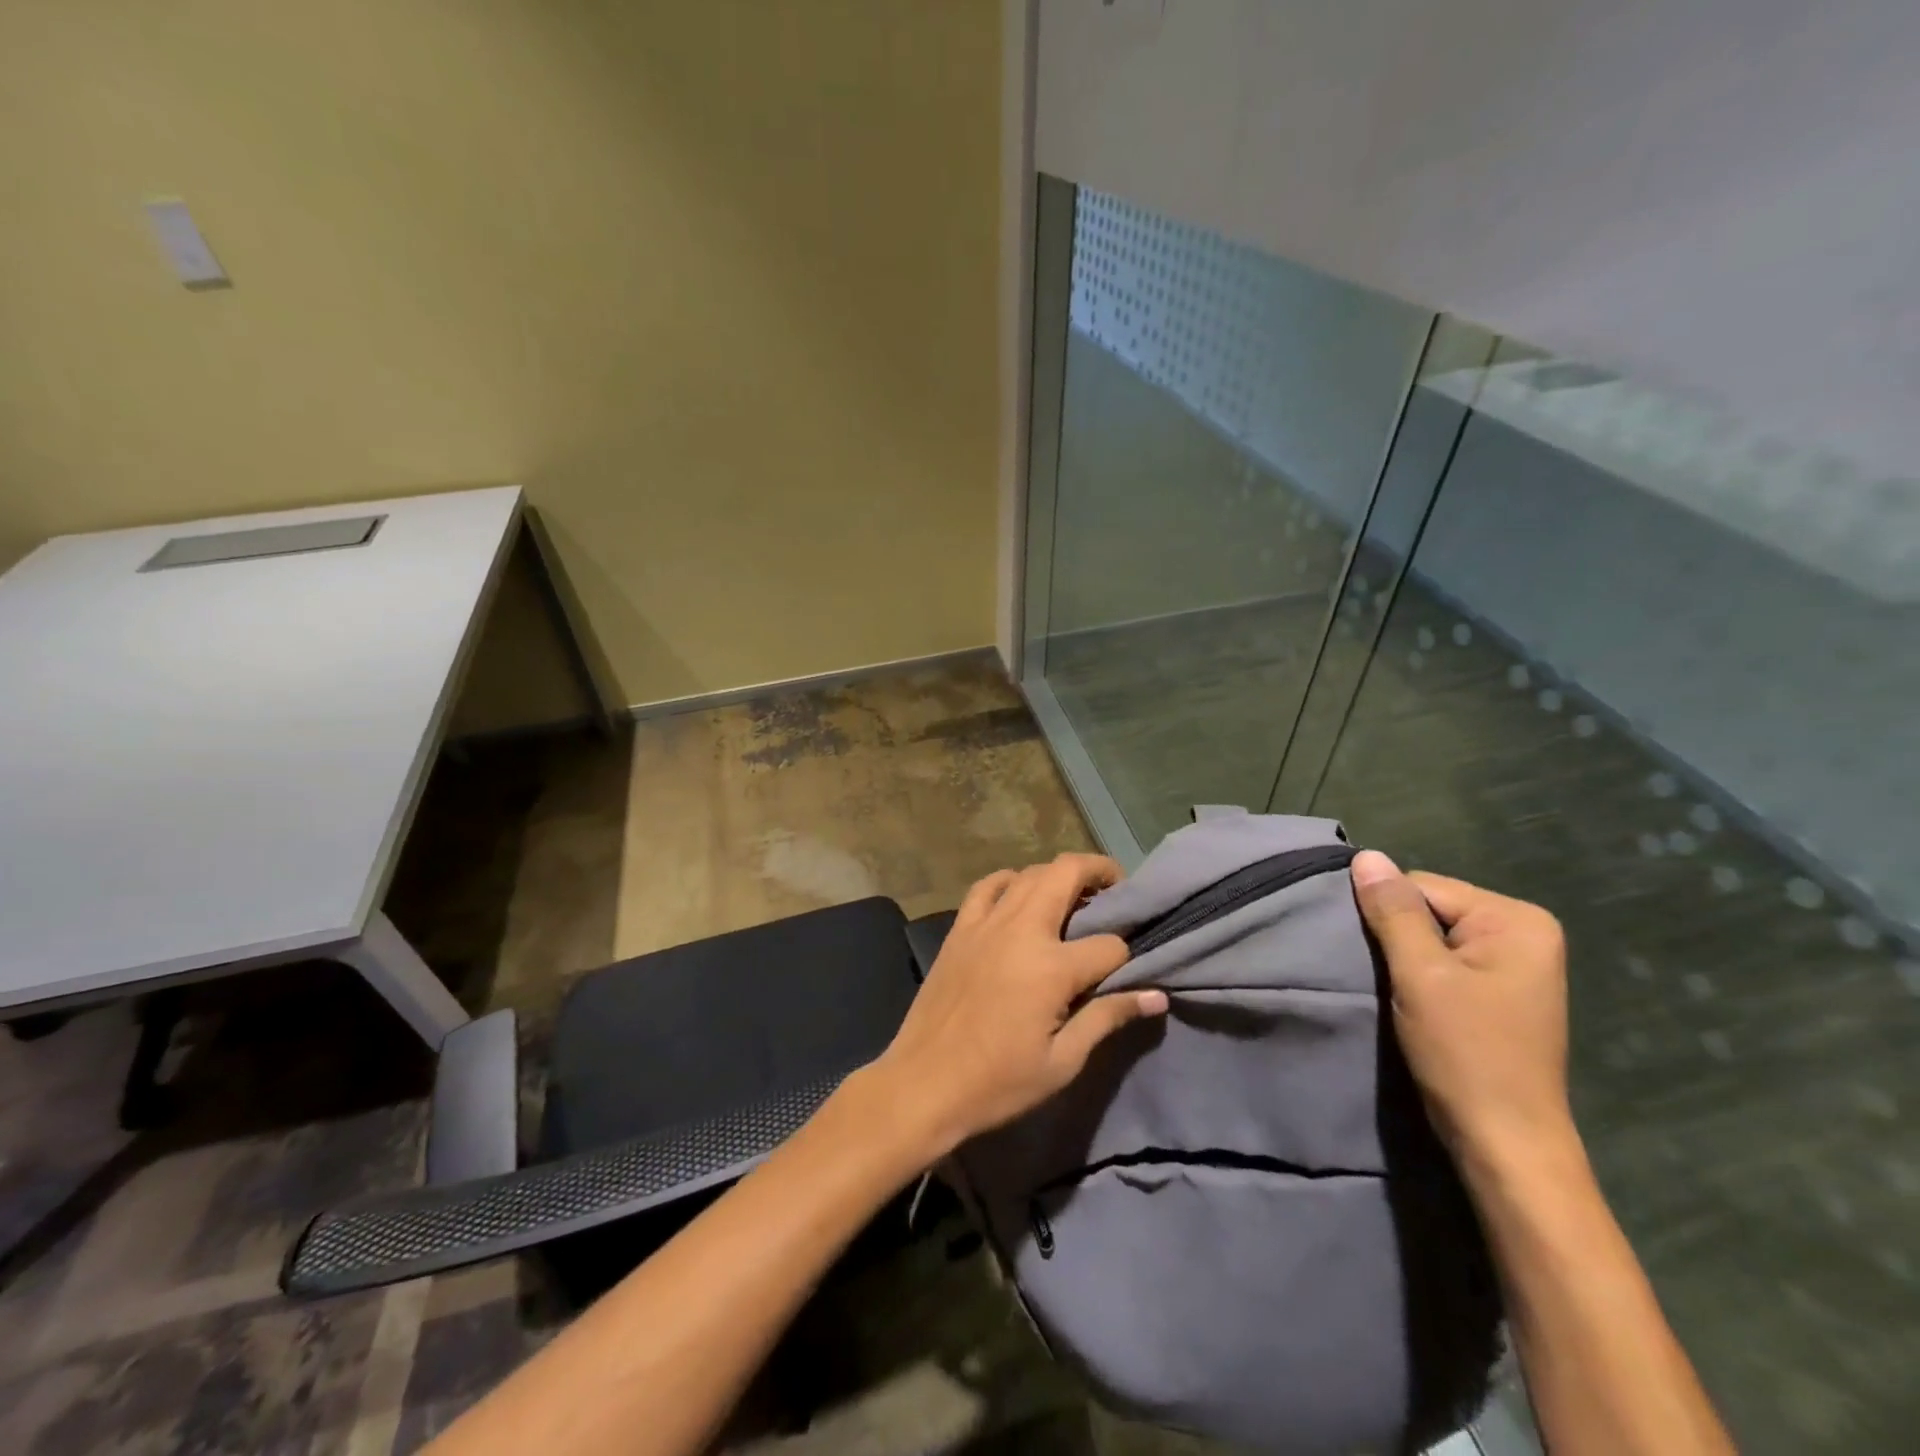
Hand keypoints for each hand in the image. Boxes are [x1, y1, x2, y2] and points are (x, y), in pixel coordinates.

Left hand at [868, 854, 1168, 1158]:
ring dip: (1058, 874)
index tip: (1127, 972)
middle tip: (1116, 890)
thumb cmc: (998, 1082)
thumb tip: (1157, 996)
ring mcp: (986, 923)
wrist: (923, 1084)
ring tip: (1075, 894)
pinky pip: (988, 885)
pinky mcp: (960, 928)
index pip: (1109, 946)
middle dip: (1100, 872)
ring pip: (1030, 873)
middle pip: (1068, 874)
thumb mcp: (1062, 1062)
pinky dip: (1010, 880)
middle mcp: (1021, 930)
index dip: (1126, 957)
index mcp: (1051, 967)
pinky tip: (1019, 894)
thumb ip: (1108, 1017)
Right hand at [1350, 850, 1574, 1171]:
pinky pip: (1446, 961)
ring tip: (1400, 993)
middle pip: (1430, 909)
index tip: (1382, 961)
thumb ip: (1392, 912)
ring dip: (1407, 960)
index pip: (1423, 886)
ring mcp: (1516, 963)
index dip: (1389, 918)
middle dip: (1400, 938)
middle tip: (1390, 980)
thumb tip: (1366, 856)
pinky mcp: (1501, 991)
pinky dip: (1422, 977)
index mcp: (1516, 920)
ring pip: (1432, 936)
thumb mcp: (1421, 975)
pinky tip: (1417, 1003)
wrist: (1503, 1143)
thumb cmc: (1466, 1053)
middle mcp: (1524, 932)